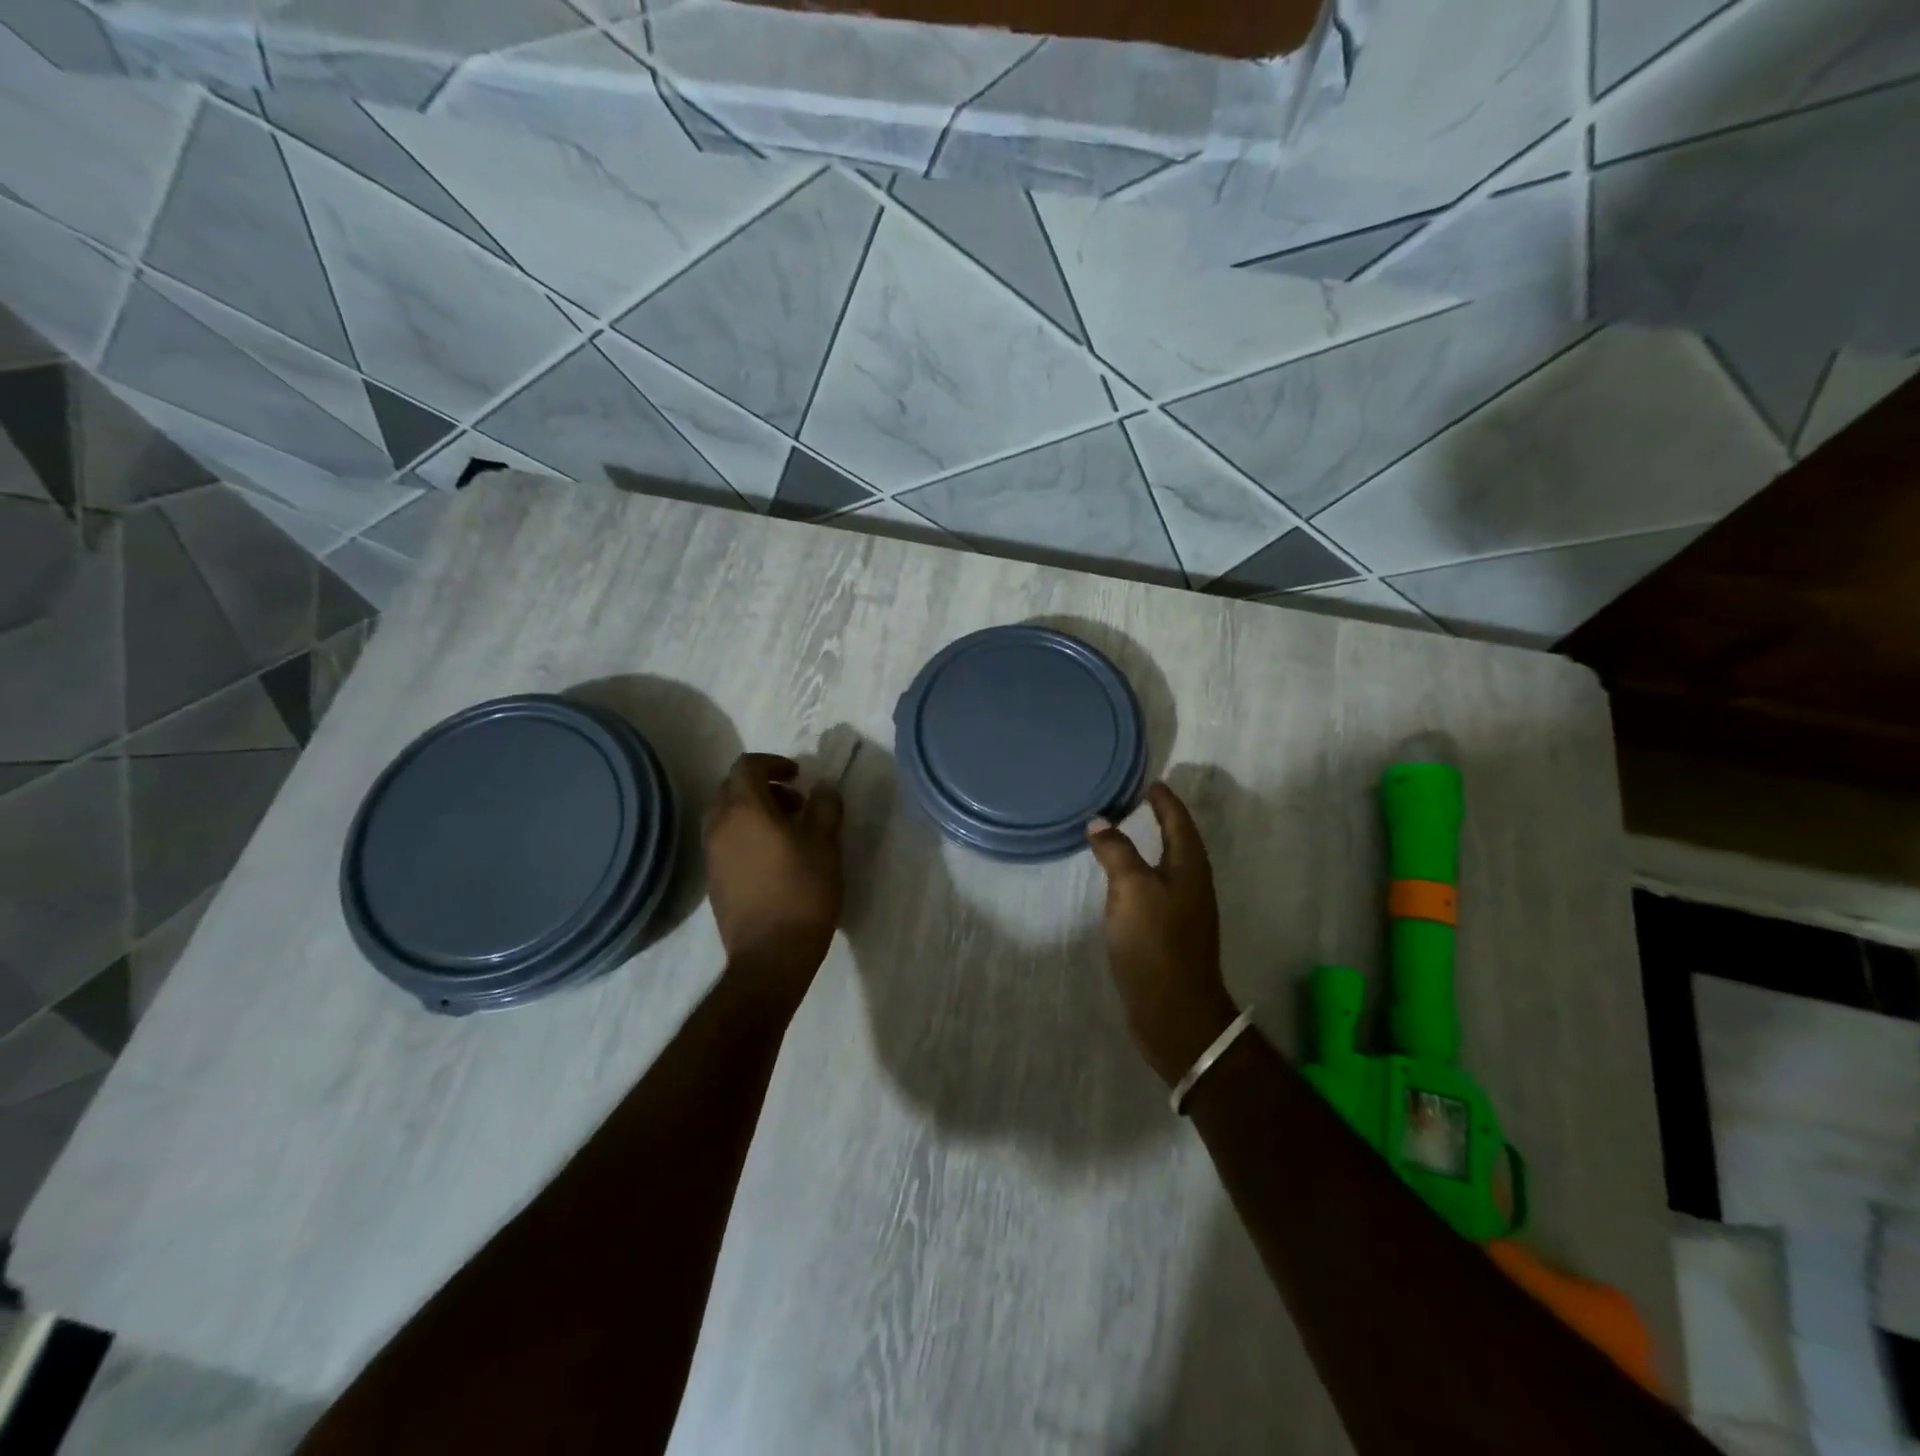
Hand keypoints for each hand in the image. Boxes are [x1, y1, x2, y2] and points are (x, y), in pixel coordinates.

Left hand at [705, 754, 843, 1006]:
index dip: (774, 763)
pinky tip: (773, 858)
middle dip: (763, 786)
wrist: (771, 955)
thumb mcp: (825, 844)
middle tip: (796, 803)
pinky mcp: (713, 879)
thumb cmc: (803, 892)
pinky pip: (725, 840)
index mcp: (745, 809)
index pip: (747, 766)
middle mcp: (719, 825)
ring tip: (787, 831)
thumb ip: (825, 808)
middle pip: (732, 788)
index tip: (799, 777)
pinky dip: (745, 834)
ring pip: (726, 815)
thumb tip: (823, 789)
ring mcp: (711, 854)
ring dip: (753, 811)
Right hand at [1087, 783, 1238, 1087]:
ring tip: (1123, 833)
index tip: (1149, 782)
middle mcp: (1192, 884)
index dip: (1164, 801)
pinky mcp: (1169, 933)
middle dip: (1160, 819)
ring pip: (1167, 866)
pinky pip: (1155, 889)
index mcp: (1189, 867)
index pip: (1178, 821)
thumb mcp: (1131, 888)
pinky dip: (1140, 873)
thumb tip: (1099, 821)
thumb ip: (1116, 851)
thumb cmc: (1155, 942)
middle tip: (1133, 802)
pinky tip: (1122, 881)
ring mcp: (1183, 911)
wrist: (1174, 1009)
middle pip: (1178, 841)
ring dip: (1150, 846)